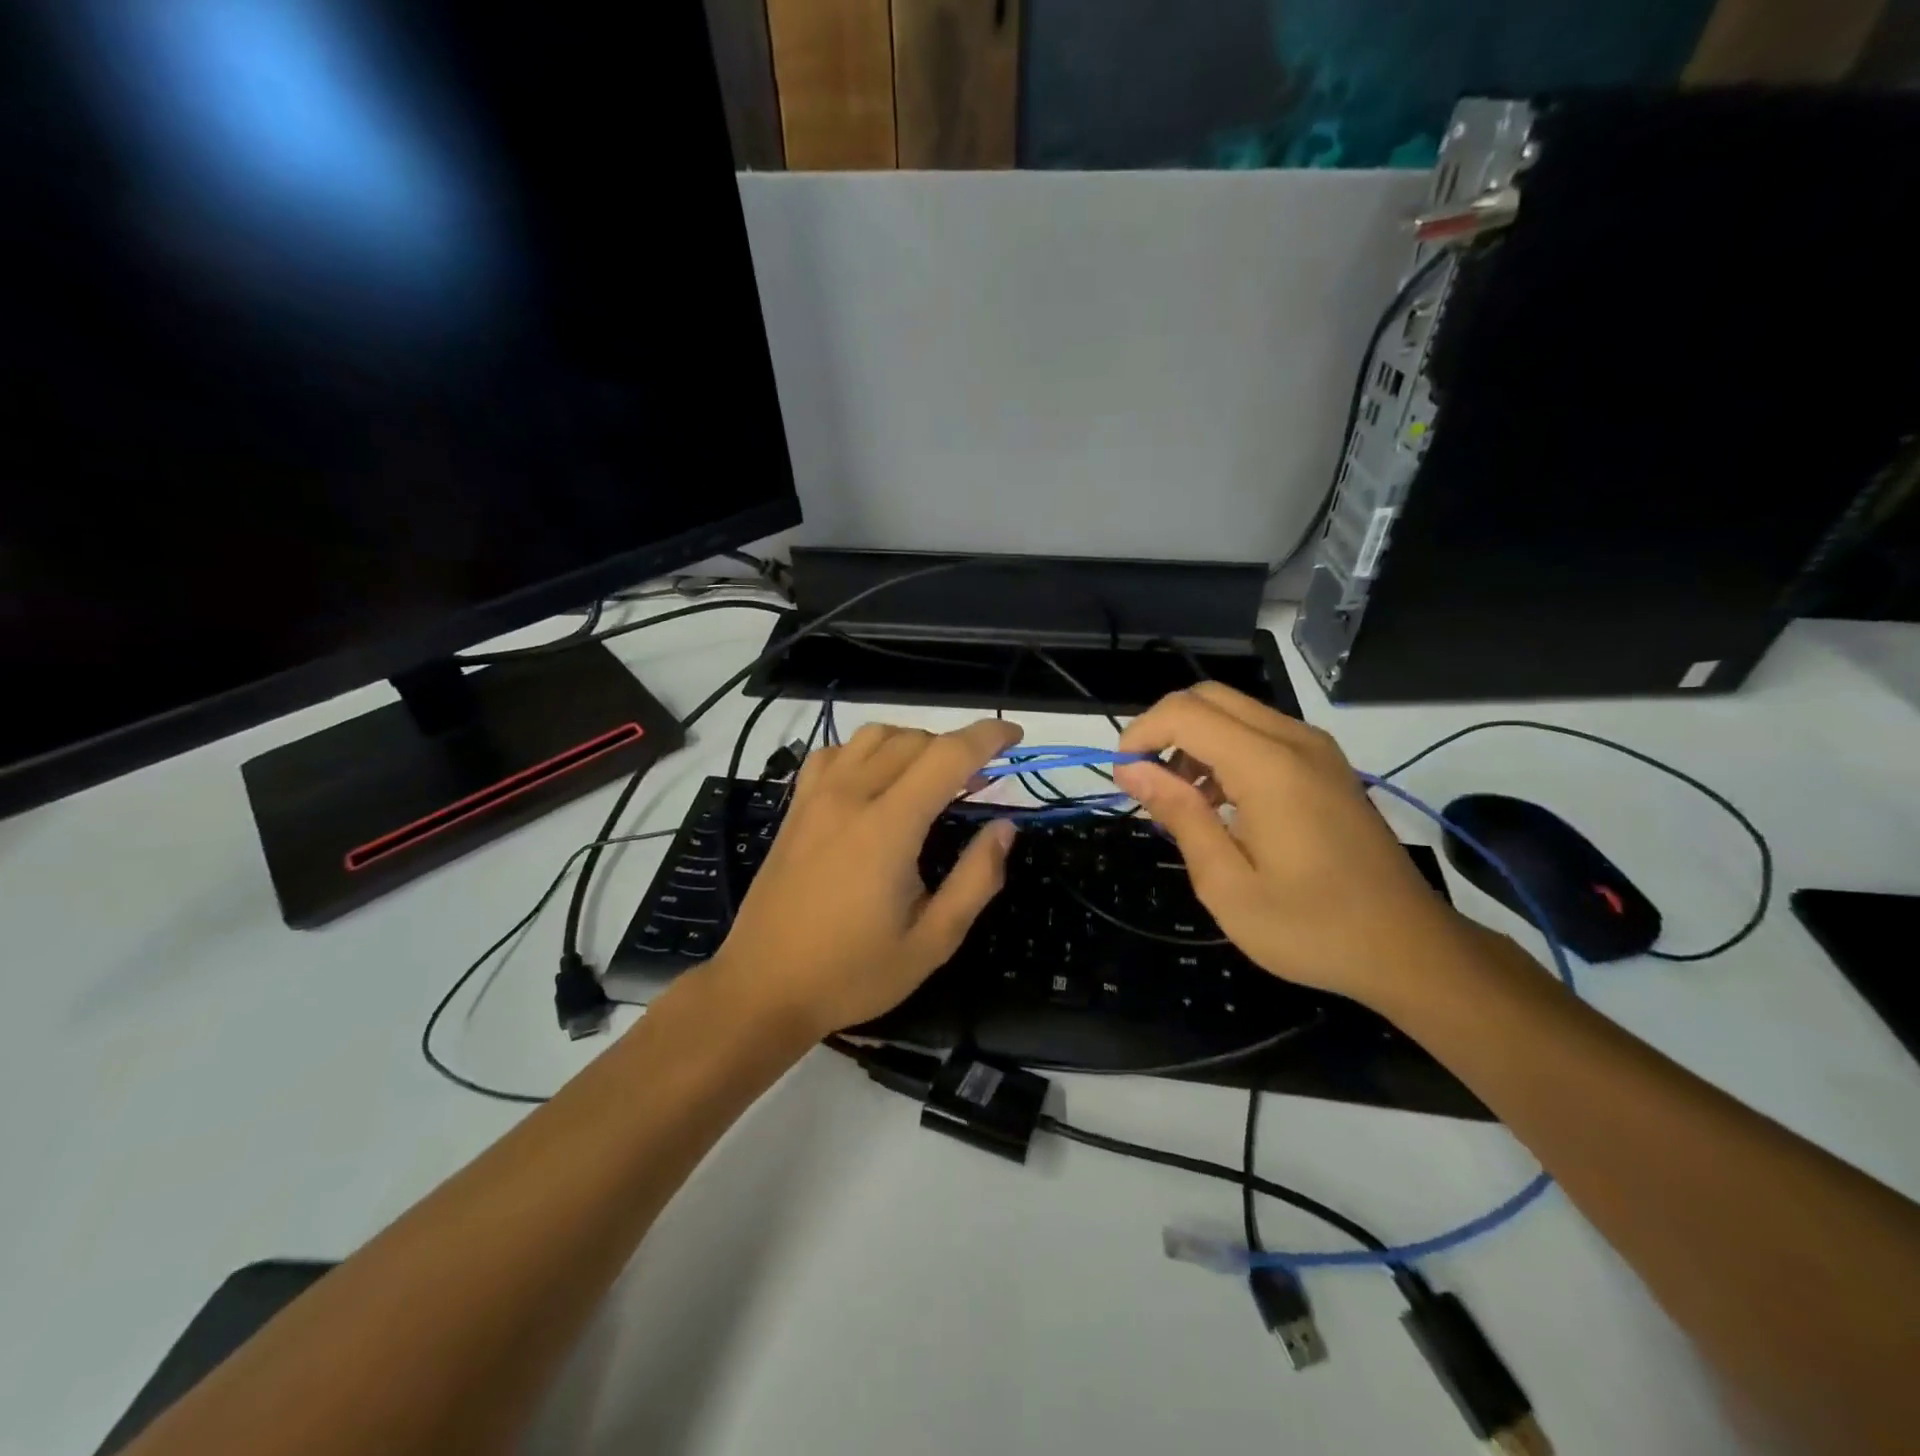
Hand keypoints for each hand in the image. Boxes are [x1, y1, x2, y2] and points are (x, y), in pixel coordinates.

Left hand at [711, 719, 1021, 1038]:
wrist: (762, 987)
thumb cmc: (852, 972)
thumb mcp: (932, 942)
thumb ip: (976, 880)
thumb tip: (1004, 828)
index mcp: (888, 827)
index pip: (947, 756)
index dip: (987, 737)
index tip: (1015, 736)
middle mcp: (850, 796)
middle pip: (914, 740)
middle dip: (956, 747)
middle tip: (980, 782)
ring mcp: (816, 797)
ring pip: (873, 736)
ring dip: (913, 743)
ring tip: (931, 778)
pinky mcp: (795, 807)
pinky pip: (835, 753)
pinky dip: (866, 751)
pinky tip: (875, 781)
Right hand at [1112, 684, 1465, 1006]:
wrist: (1409, 949)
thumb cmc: (1311, 927)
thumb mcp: (1227, 884)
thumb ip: (1180, 815)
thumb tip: (1132, 769)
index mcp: (1268, 766)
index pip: (1185, 713)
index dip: (1140, 735)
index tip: (1123, 779)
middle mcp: (1295, 741)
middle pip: (1208, 697)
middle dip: (1164, 728)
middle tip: (1145, 782)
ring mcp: (1317, 750)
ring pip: (1235, 711)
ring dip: (1194, 740)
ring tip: (1180, 800)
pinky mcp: (1327, 766)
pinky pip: (1262, 733)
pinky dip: (1224, 750)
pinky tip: (1220, 803)